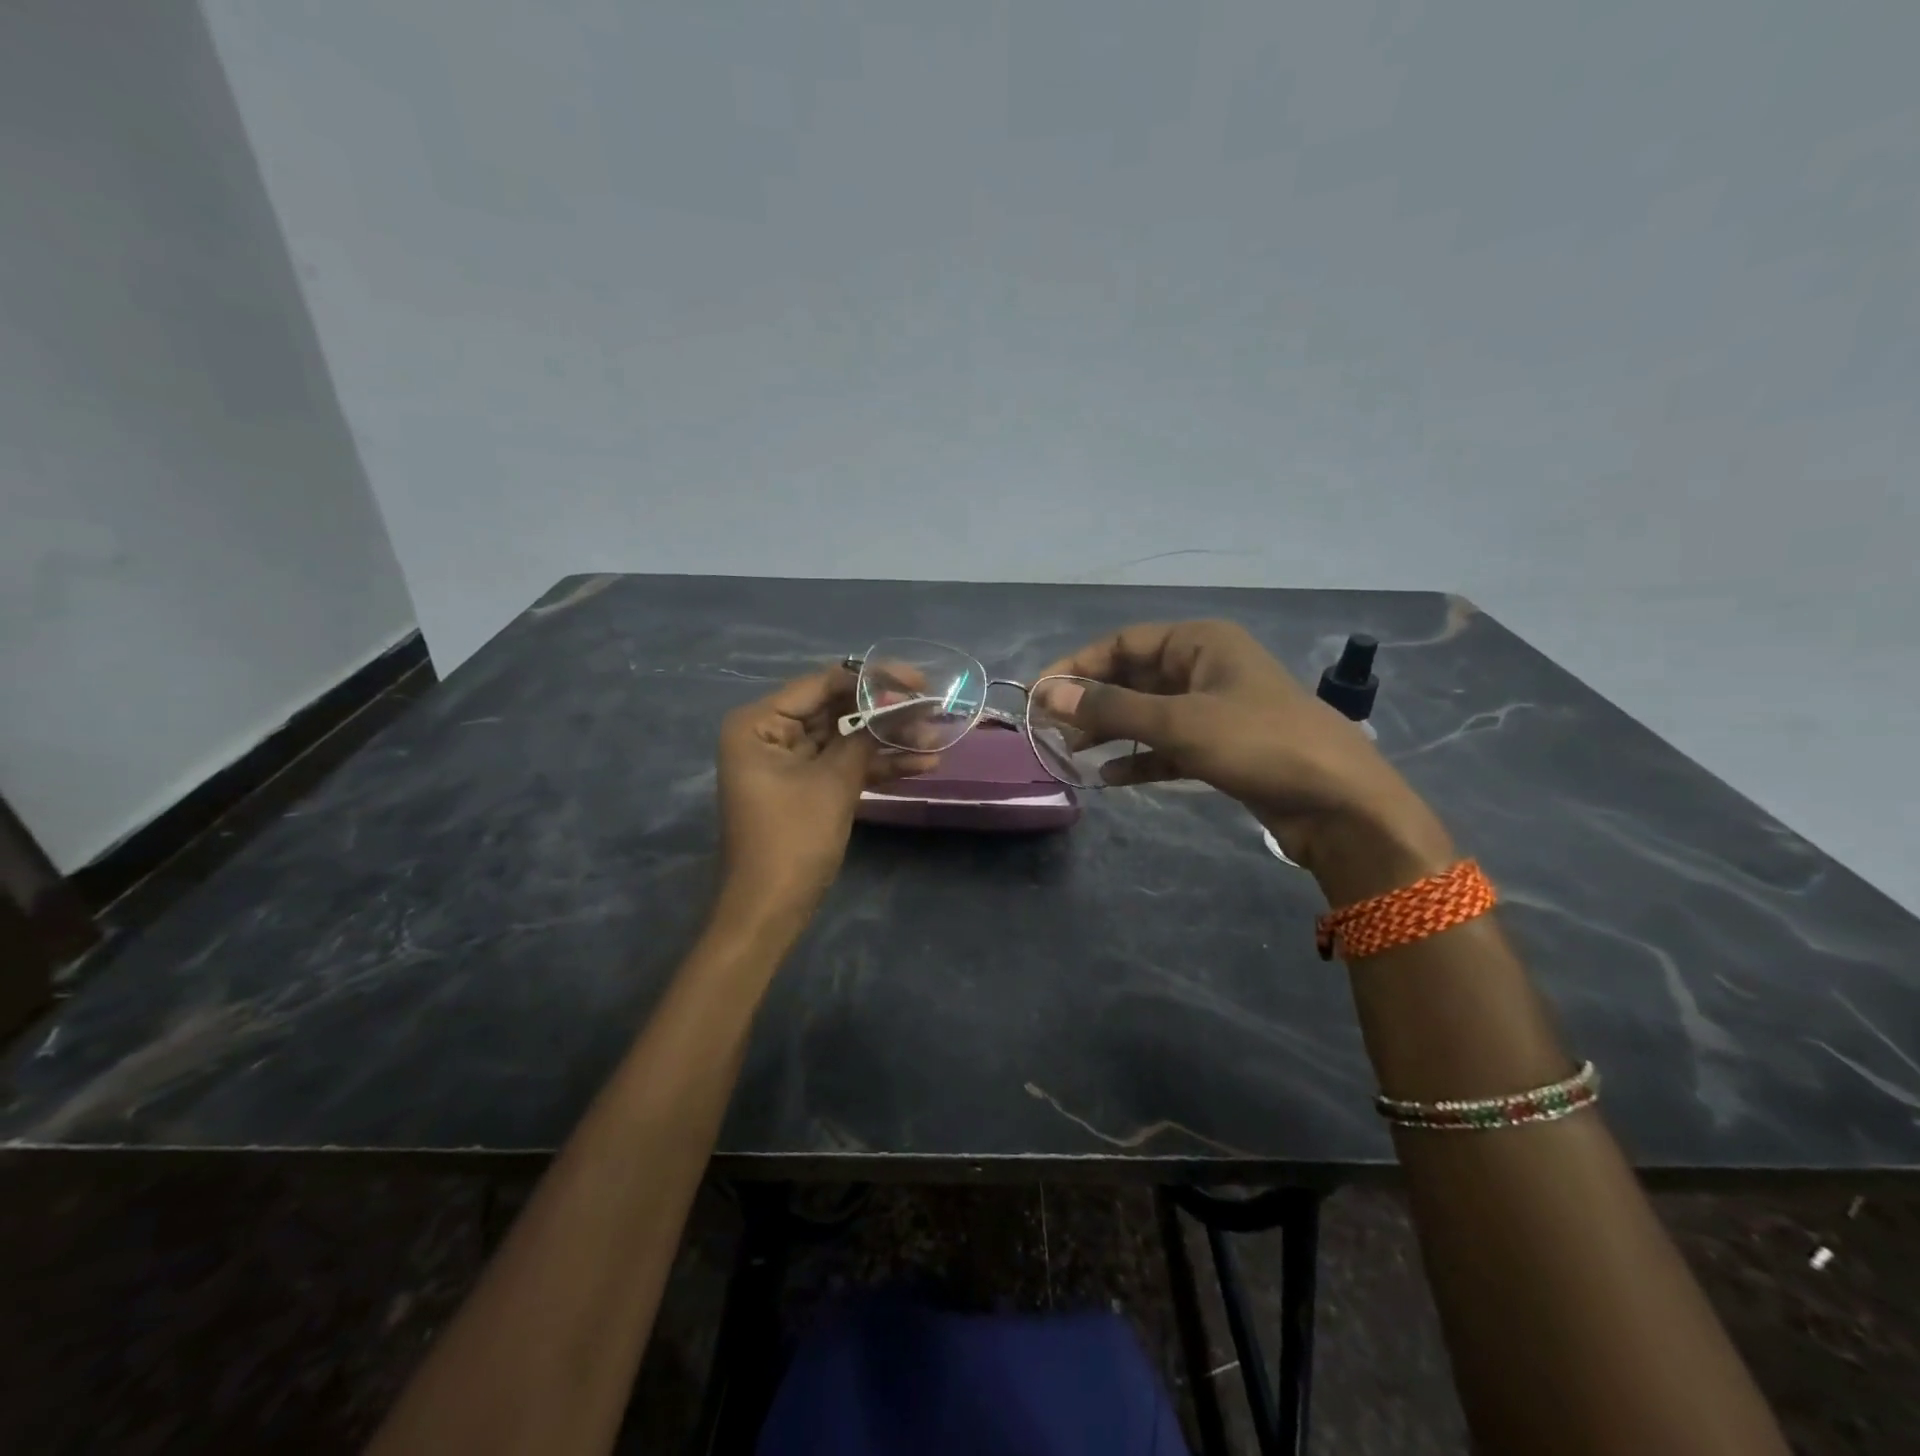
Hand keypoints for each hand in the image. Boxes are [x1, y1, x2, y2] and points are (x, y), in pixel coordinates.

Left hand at [715, 667, 936, 924]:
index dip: (872, 681)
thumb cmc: (792, 840)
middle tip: (933, 707)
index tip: (917, 681)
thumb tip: (898, 704)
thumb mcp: (833, 782)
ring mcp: (791, 762)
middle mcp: (771, 734)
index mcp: (760, 723)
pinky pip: (845, 765)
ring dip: (890, 741)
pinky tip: (922, 764)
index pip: (823, 684)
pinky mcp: (809, 787)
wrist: (771, 910)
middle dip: (886, 713)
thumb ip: (864, 737)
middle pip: (838, 709)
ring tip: (938, 738)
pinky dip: (878, 766)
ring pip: (847, 739)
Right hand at [1039, 621, 1451, 886]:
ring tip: (1070, 752)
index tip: (1040, 694)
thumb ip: (1111, 708)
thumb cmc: (1259, 743)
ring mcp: (1213, 709)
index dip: (1078, 665)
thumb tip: (1048, 694)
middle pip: (1132, 677)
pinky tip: (1108, 776)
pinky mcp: (1219, 747)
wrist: (1339, 803)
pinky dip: (1138, 757)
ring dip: (1109, 730)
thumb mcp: (1179, 722)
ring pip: (1146, 713)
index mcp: (1200, 643)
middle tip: (1050, 729)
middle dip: (1091, 702)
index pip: (1123, 643)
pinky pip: (1166, 745)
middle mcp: (1204, 668)